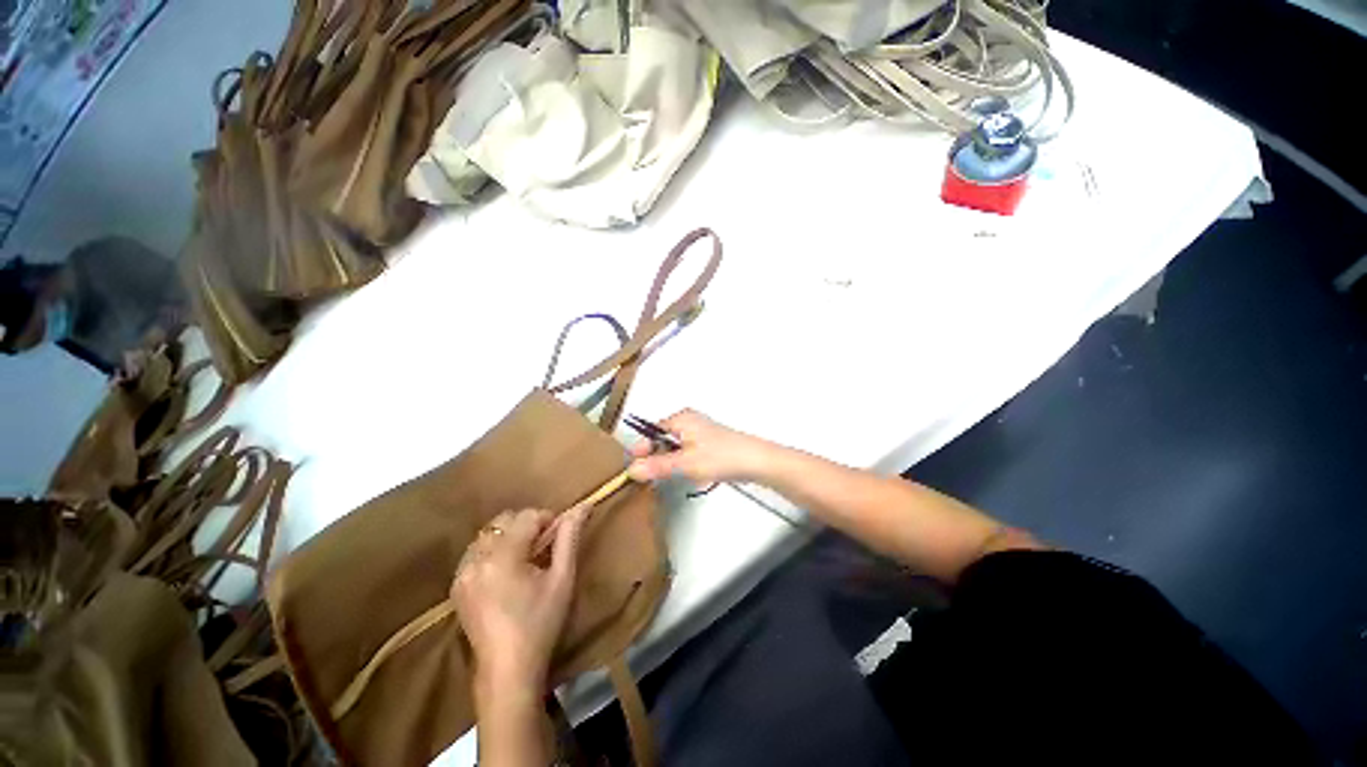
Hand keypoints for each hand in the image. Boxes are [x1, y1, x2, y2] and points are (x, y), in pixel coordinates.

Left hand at [451, 508, 586, 697]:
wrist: (508, 670)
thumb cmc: (541, 623)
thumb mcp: (562, 578)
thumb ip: (570, 537)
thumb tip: (583, 505)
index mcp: (502, 556)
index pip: (527, 516)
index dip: (548, 519)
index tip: (559, 537)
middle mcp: (476, 559)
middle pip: (505, 519)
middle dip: (528, 525)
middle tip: (544, 547)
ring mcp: (462, 572)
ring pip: (489, 533)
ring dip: (510, 536)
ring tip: (525, 559)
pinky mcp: (457, 585)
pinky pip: (476, 550)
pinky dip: (493, 549)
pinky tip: (506, 570)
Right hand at [626, 409, 773, 484]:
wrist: (755, 461)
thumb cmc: (720, 456)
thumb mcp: (685, 463)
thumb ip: (657, 466)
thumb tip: (631, 470)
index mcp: (680, 419)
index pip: (651, 431)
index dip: (641, 449)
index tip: (633, 468)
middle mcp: (688, 421)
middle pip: (661, 439)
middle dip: (654, 457)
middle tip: (649, 477)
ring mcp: (698, 432)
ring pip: (673, 447)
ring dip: (668, 462)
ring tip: (667, 477)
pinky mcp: (706, 444)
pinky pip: (685, 452)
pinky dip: (681, 463)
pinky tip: (685, 475)